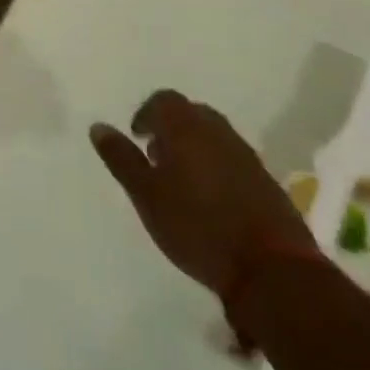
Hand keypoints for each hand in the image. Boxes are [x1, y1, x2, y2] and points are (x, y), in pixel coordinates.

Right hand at [90, 91, 312, 298]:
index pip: (164, 100)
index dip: (146, 114)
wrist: (271, 270)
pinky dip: (216, 166)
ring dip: (195, 147)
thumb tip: (99, 127)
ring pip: (214, 137)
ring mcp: (248, 157)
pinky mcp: (267, 183)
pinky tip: (210, 199)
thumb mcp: (146, 194)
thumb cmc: (196, 226)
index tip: (137, 137)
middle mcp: (220, 133)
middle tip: (156, 157)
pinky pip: (233, 159)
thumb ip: (122, 158)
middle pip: (191, 114)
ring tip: (180, 180)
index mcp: (187, 129)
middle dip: (171, 128)